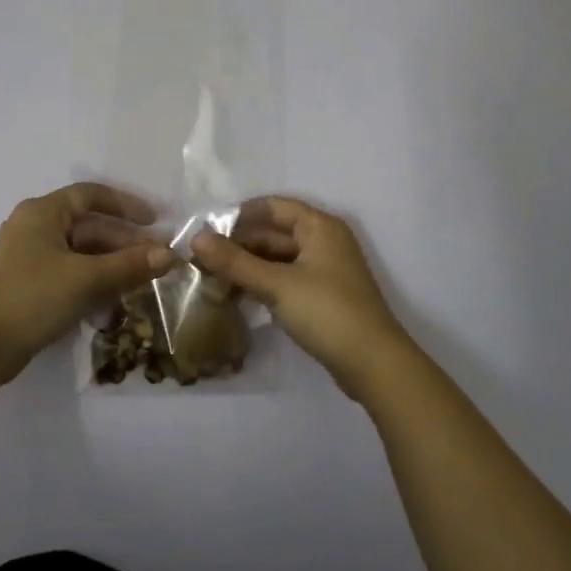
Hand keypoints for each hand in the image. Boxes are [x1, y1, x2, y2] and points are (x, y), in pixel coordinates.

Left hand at [0, 182, 173, 383]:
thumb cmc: (32, 298)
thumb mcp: (86, 279)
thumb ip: (128, 265)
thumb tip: (169, 255)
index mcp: (42, 212)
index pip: (91, 195)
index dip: (125, 205)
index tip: (154, 221)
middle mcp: (33, 227)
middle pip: (88, 227)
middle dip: (124, 243)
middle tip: (157, 261)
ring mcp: (28, 257)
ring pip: (80, 252)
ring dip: (111, 265)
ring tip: (142, 281)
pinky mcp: (27, 284)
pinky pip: (68, 272)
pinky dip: (92, 280)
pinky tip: (113, 301)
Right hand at [192, 196, 409, 398]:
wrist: (374, 364)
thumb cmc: (326, 312)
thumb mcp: (276, 284)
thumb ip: (234, 261)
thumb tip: (196, 238)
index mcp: (318, 226)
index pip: (271, 206)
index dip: (238, 216)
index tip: (207, 232)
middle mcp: (323, 241)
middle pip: (272, 233)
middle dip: (238, 247)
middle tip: (202, 262)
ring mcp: (324, 270)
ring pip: (277, 259)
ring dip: (247, 268)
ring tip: (212, 282)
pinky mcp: (322, 296)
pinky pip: (285, 279)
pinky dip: (262, 284)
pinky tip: (237, 298)